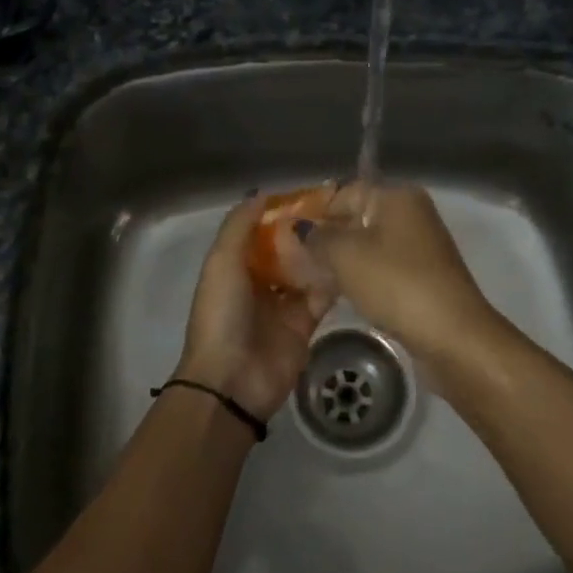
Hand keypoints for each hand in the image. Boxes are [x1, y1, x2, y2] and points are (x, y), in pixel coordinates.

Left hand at [174, 194, 334, 423]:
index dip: (281, 211)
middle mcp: (259, 281)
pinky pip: (322, 295)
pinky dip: (334, 279)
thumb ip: (239, 226)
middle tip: (339, 206)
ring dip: (322, 251)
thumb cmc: (222, 315)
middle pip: (286, 249)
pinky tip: (351, 258)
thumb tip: (262, 194)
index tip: (309, 191)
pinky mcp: (305, 324)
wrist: (233, 381)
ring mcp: (283, 304)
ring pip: (306, 269)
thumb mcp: (221, 262)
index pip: (260, 231)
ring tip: (349, 226)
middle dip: (306, 230)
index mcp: (235, 266)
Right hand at [300, 183, 505, 367]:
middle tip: (290, 260)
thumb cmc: (396, 283)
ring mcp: (419, 246)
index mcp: (396, 195)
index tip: (284, 235)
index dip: (313, 212)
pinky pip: (380, 268)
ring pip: (367, 246)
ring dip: (339, 261)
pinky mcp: (421, 276)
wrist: (453, 335)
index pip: (344, 192)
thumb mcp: (346, 255)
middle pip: (356, 218)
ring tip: (307, 280)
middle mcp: (410, 213)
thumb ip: (317, 237)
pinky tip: (336, 294)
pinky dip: (359, 278)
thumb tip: (298, 228)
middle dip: (324, 238)